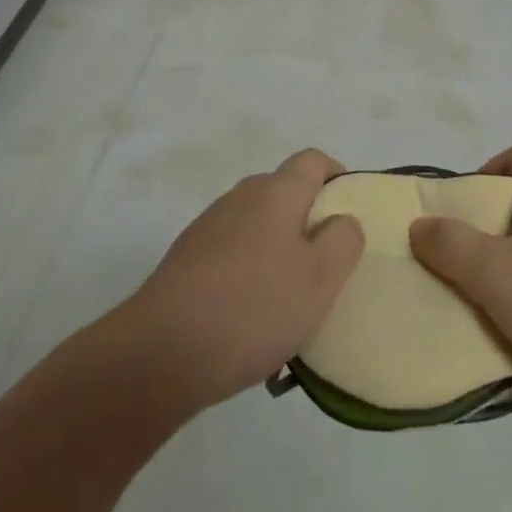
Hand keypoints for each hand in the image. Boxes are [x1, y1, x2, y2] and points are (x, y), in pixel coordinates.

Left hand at [129, 149, 364, 412]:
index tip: (350, 210)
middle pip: (284, 192)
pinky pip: (231, 254)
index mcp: (277, 192)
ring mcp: (209, 226)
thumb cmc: (253, 308)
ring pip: (257, 226)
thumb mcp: (319, 280)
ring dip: (276, 251)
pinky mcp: (186, 259)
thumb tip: (343, 218)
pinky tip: (249, 321)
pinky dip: (247, 273)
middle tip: (325, 266)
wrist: (161, 350)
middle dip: (307, 221)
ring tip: (288, 303)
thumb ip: (343, 241)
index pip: (313, 160)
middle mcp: (242, 196)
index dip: (336, 176)